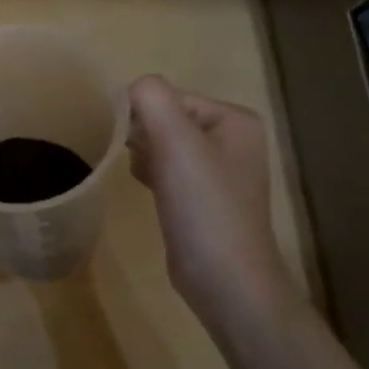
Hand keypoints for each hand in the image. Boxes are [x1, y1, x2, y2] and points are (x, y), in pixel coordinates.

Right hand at [127, 75, 293, 313]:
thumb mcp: (177, 142)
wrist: (224, 280)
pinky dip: (152, 175)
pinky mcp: (202, 198)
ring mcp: (218, 171)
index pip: (169, 98)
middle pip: (165, 120)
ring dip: (145, 157)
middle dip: (145, 139)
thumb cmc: (205, 207)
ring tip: (150, 182)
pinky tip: (151, 193)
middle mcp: (232, 139)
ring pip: (161, 144)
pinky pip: (166, 169)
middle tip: (147, 166)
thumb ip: (152, 99)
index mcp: (235, 119)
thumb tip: (133, 87)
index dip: (146, 119)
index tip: (138, 147)